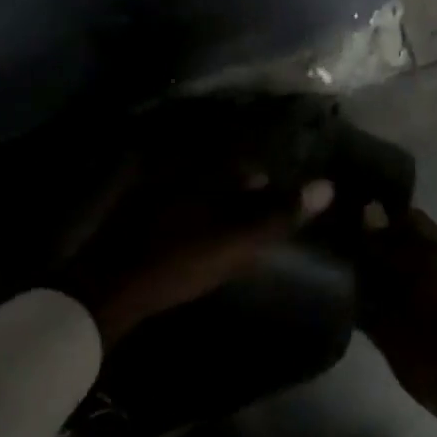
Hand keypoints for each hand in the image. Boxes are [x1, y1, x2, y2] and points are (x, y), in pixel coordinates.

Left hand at [59, 162, 334, 346]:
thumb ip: (280, 213)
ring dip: (223, 192)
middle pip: (223, 163)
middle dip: (247, 177)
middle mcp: (176, 165)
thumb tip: (327, 186)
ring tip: (241, 213)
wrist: (108, 288)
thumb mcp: (237, 240)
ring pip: (200, 180)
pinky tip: (204, 225)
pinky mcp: (137, 206)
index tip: (288, 172)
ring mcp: (153, 185)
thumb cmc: (179, 260)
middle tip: (267, 193)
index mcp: (201, 166)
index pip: (247, 148)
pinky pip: (180, 197)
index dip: (271, 160)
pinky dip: (199, 206)